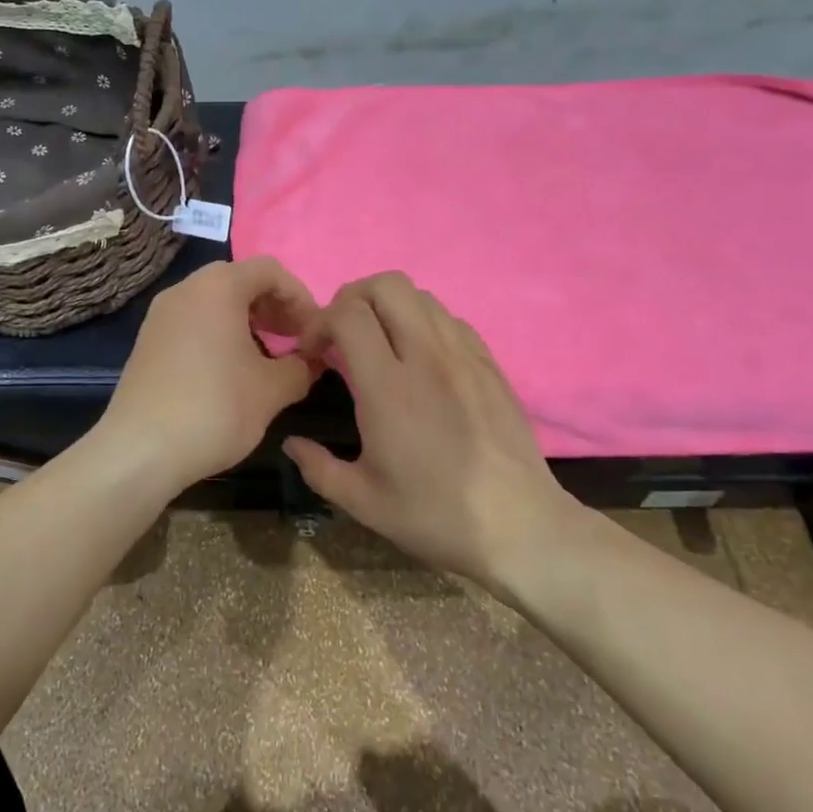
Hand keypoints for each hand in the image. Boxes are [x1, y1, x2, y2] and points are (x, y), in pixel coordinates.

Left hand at [96, 256, 322, 490]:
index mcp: (218, 287)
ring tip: (267, 357)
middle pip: (239, 281)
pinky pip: (193, 322)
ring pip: (214, 302)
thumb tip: (312, 360)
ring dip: (247, 321)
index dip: (300, 296)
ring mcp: (161, 315)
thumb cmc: (215, 408)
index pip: (269, 270)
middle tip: (294, 340)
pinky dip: (219, 334)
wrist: (140, 450)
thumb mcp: (273, 389)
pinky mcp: (148, 341)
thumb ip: (302, 366)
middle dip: (273, 306)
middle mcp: (185, 290)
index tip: (314, 332)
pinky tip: (231, 371)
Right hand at [285, 272, 578, 587]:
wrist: (520, 526)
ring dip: (388, 307)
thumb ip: (317, 467)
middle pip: (387, 285)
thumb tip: (292, 443)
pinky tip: (419, 359)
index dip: (320, 322)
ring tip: (379, 343)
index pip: (348, 314)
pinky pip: (449, 319)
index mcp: (389, 388)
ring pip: (421, 295)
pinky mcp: (489, 363)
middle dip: (352, 297)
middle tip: (341, 334)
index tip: (313, 352)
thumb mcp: (363, 502)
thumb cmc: (436, 515)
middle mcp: (427, 357)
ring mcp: (464, 355)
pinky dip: (423, 322)